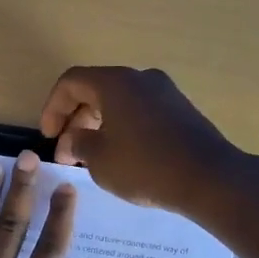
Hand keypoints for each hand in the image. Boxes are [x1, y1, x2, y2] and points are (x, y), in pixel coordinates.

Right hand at [38, 66, 238, 214]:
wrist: (210, 179)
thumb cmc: (146, 166)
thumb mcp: (100, 160)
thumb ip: (78, 144)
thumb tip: (74, 138)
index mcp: (115, 83)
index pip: (71, 82)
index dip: (52, 107)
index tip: (48, 136)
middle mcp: (140, 79)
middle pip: (96, 90)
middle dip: (75, 120)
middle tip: (67, 153)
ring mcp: (165, 93)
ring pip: (119, 102)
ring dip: (98, 125)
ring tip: (91, 158)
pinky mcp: (181, 111)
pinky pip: (140, 112)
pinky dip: (122, 128)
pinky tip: (122, 156)